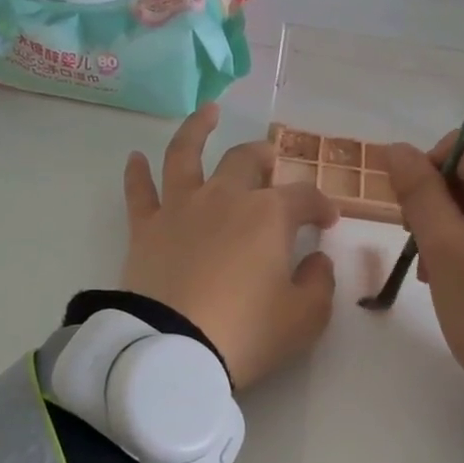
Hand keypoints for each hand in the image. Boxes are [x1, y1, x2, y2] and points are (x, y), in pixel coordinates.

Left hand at [122, 103, 339, 387]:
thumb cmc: (247, 333)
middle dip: (265, 157)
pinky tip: (135, 158)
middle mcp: (225, 198)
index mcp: (269, 216)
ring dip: (198, 129)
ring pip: (187, 154)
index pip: (304, 197)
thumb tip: (317, 260)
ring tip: (207, 112)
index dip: (321, 205)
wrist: (174, 351)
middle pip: (246, 161)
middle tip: (271, 161)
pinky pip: (139, 192)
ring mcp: (181, 208)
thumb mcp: (305, 318)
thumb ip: (319, 283)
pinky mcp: (145, 229)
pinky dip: (136, 173)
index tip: (328, 220)